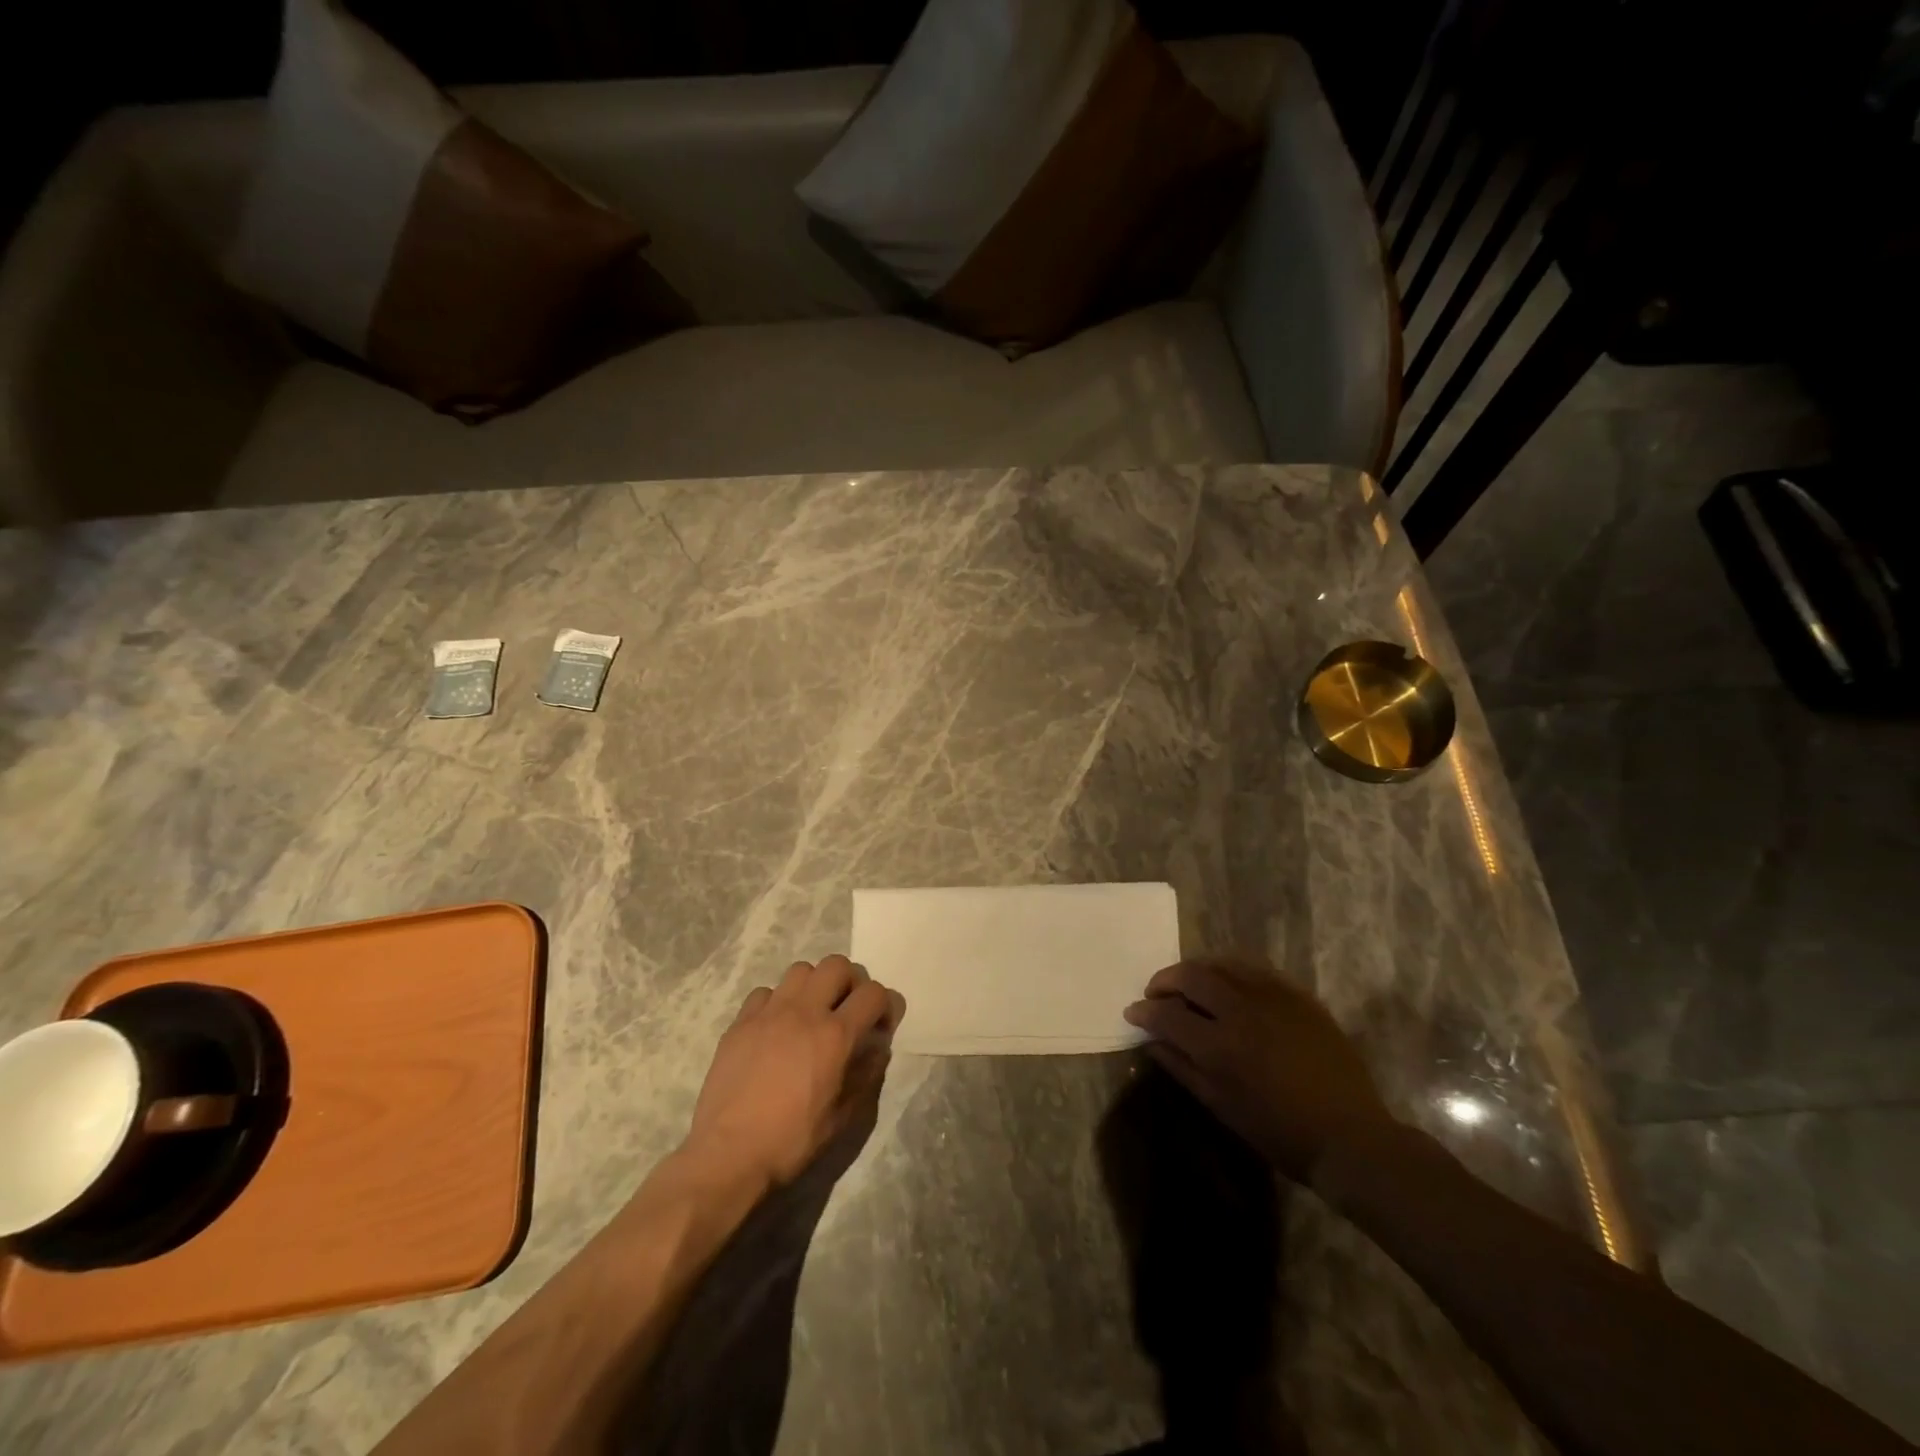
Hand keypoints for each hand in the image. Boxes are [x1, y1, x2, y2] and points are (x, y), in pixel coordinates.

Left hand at [686, 955, 905, 1188]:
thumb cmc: (791, 1140)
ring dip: (814, 985)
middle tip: (847, 1009)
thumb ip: (865, 1075)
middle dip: (851, 981)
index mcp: (835, 1035)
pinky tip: (775, 1028)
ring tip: (811, 1013)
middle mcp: (804, 1012)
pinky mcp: (740, 1022)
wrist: (728, 1154)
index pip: (873, 993)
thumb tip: (877, 1049)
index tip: (880, 1026)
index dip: (885, 1004)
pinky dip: (777, 1003)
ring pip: (800, 970)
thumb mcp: (842, 1117)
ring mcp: (768, 1013)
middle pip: (837, 964)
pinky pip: (765, 993)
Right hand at [1123, 957, 1394, 1182]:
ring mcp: (1273, 998)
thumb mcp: (1223, 1107)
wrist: (1350, 1137)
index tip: (1134, 1012)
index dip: (1144, 1011)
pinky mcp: (1298, 996)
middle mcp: (1242, 1011)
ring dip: (1197, 970)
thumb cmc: (1280, 1133)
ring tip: (1189, 984)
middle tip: (1157, 993)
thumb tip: (1152, 1042)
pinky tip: (1228, 983)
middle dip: (1165, 980)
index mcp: (1220, 1047)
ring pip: (1222, 963)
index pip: (1167, 1014)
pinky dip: (1231, 970)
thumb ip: (1183, 1068)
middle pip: (1191, 975)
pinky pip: (1256, 968)